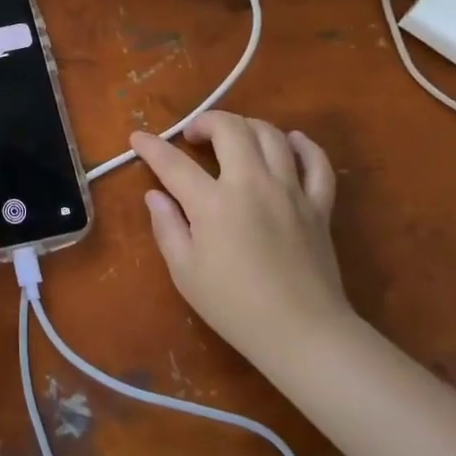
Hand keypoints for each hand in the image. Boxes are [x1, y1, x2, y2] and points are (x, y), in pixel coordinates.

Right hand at [131, 112, 348, 376]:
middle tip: (193, 137)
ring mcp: (290, 191)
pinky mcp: (318, 206)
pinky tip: (290, 142)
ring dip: (246, 127)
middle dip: (205, 121)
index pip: (173, 162)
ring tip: (233, 139)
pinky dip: (303, 146)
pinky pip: (317, 163)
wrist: (303, 334)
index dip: (151, 146)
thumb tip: (155, 196)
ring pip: (271, 135)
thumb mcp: (185, 272)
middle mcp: (252, 184)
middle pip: (230, 128)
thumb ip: (167, 227)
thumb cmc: (235, 307)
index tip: (137, 138)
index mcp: (213, 203)